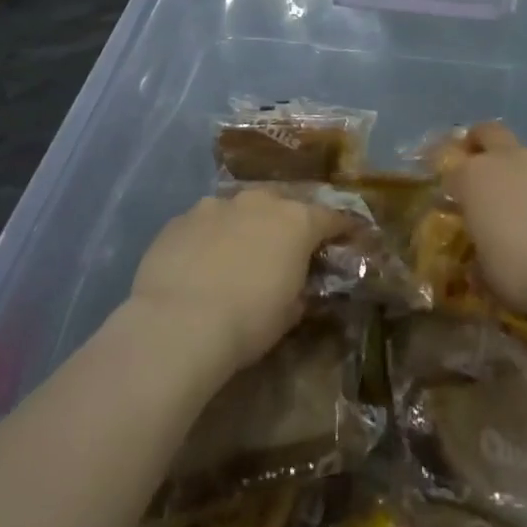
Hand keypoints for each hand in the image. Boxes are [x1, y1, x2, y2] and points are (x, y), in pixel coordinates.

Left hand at [131, 188, 349, 372]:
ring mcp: (216, 205)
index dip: (342, 228)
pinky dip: (209, 237)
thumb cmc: (248, 321)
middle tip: (285, 245)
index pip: (331, 218)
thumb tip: (298, 287)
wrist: (178, 323)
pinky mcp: (180, 219)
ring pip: (239, 208)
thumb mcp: (289, 313)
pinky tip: (200, 262)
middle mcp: (259, 202)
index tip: (349, 237)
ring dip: (244, 225)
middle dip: (287, 220)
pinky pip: (204, 223)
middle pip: (282, 202)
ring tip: (237, 253)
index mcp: (296, 222)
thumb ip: (299, 289)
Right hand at [437, 123, 526, 314]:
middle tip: (484, 166)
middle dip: (482, 143)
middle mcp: (510, 160)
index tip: (455, 201)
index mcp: (475, 179)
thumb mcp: (487, 275)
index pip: (452, 170)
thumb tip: (480, 264)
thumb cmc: (521, 272)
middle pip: (489, 133)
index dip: (453, 184)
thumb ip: (481, 258)